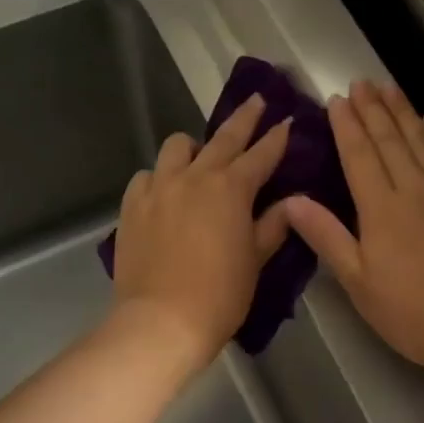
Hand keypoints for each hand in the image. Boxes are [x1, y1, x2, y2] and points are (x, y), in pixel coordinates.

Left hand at [109, 95, 292, 373]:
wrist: (162, 321)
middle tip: (257, 102)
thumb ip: (273, 226)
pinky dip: (160, 177)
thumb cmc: (220, 296)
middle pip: (224, 137)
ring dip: (195, 147)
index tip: (287, 121)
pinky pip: (147, 175)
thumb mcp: (255, 261)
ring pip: (177, 146)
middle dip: (244, 118)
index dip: (277, 138)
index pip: (261, 154)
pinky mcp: (132, 204)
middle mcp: (195, 177)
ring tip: (200, 160)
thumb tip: (291, 203)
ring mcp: (159, 187)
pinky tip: (165, 193)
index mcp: (232, 189)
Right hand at [283, 81, 423, 384]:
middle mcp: (416, 189)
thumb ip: (327, 237)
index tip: (337, 99)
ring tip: (390, 88)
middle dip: (374, 108)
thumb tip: (290, 200)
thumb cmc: (415, 314)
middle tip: (361, 81)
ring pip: (423, 141)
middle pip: (392, 139)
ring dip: (404, 112)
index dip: (347, 125)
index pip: (360, 154)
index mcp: (382, 208)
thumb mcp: (359, 283)